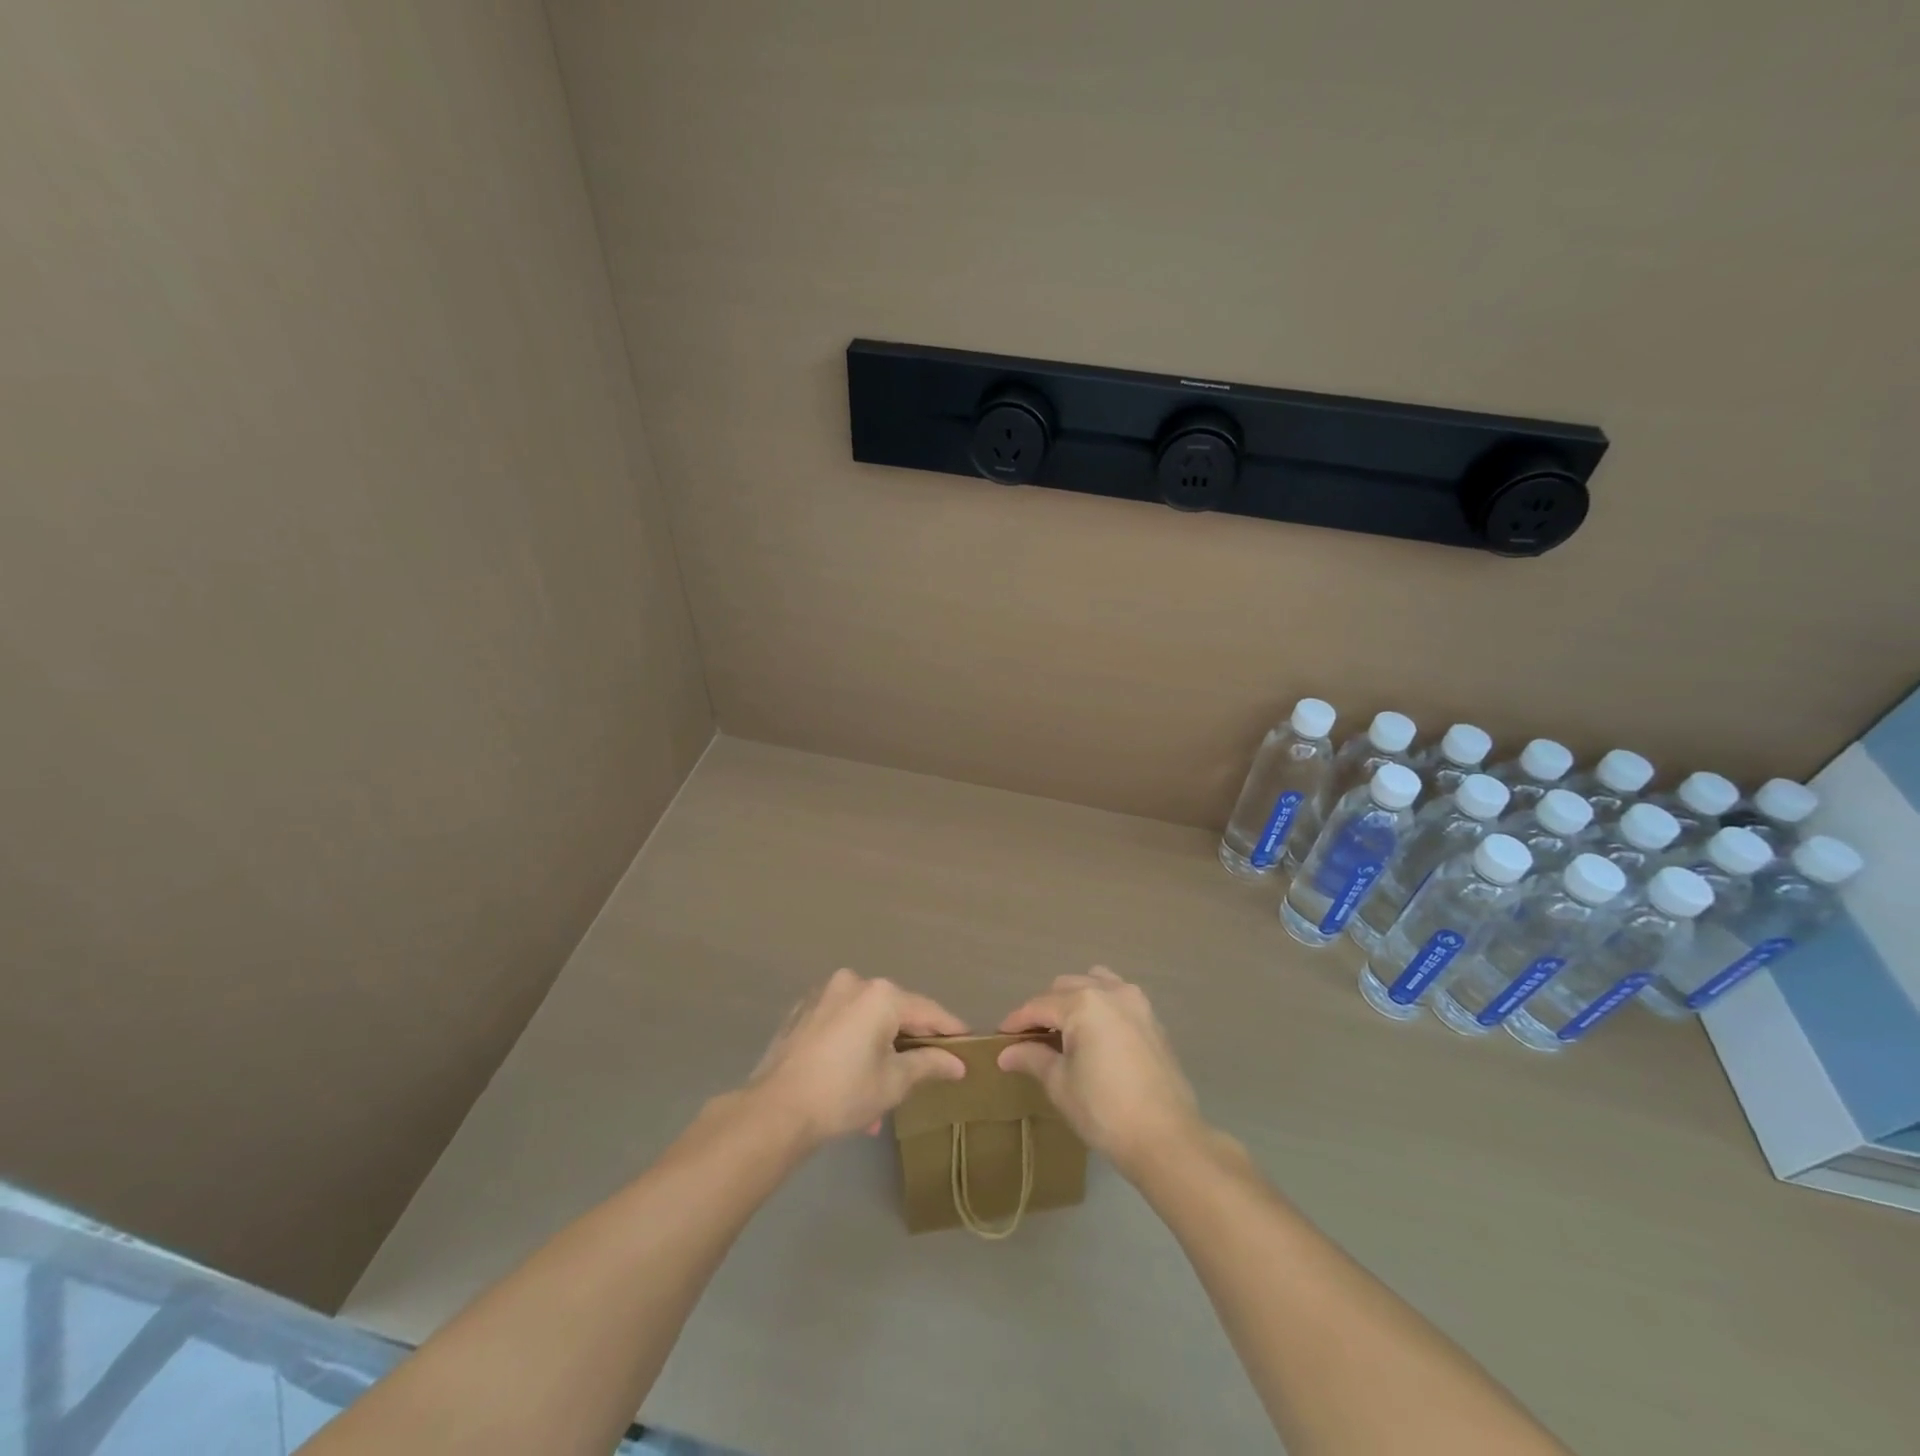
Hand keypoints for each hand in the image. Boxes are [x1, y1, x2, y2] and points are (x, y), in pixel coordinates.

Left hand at [747, 969, 967, 1143]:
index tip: (968, 1045)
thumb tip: (958, 1063)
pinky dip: (852, 1044)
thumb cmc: (843, 1093)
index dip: (950, 1030)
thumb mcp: (893, 1082)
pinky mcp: (802, 1011)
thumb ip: (929, 1064)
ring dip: (878, 1051)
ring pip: (866, 1020)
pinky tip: (851, 1078)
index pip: (928, 1011)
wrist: (775, 1110)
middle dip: (908, 1046)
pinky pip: (841, 1023)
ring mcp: (824, 993)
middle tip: (924, 1075)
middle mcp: (853, 982)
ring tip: (881, 1095)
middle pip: (895, 1012)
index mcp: (881, 994)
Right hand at [998, 967, 1204, 1178]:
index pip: (1039, 1005)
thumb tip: (1006, 1053)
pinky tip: (1094, 1033)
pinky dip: (1100, 1005)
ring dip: (1074, 999)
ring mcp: (1136, 1002)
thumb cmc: (1105, 1111)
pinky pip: (1118, 997)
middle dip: (1045, 1009)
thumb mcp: (1060, 1084)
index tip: (1000, 1036)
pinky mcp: (1153, 1019)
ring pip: (1095, 984)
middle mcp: (1110, 991)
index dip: (1016, 1021)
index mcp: (1083, 1003)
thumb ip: (1033, 1058)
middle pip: (1066, 988)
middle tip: (1030, 1038)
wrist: (1166, 1139)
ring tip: (1063, 1030)